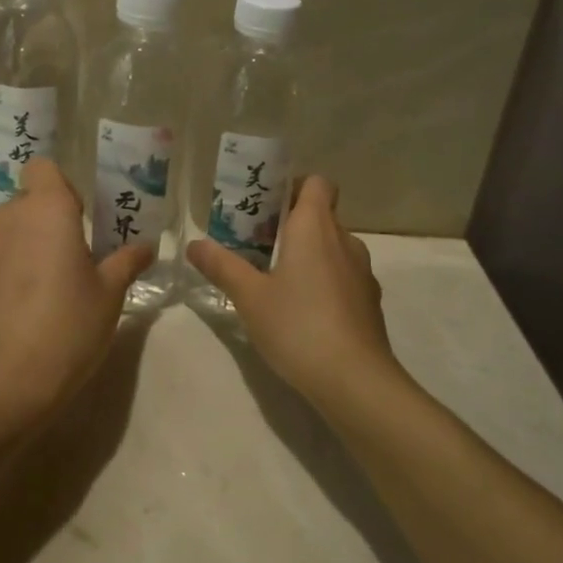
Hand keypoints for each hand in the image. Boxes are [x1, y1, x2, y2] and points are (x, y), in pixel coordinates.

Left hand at [0, 157, 153, 421]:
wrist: (5, 380)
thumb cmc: (68, 325)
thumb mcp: (110, 294)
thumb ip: (126, 262)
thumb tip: (146, 247)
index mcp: (47, 209)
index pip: (44, 168)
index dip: (63, 188)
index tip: (82, 219)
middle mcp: (9, 217)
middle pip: (29, 200)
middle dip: (50, 219)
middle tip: (77, 257)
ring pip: (10, 228)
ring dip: (30, 243)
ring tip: (51, 283)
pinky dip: (11, 266)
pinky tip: (27, 303)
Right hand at [186, 177, 401, 405]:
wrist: (355, 380)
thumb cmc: (297, 325)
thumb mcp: (249, 297)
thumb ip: (222, 266)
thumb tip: (194, 244)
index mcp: (315, 227)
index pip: (318, 183)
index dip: (294, 186)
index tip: (267, 205)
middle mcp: (344, 240)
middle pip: (321, 215)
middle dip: (291, 223)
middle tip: (256, 243)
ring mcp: (362, 272)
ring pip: (333, 247)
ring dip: (308, 253)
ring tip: (275, 278)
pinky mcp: (369, 301)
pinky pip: (343, 275)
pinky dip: (324, 280)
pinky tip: (302, 310)